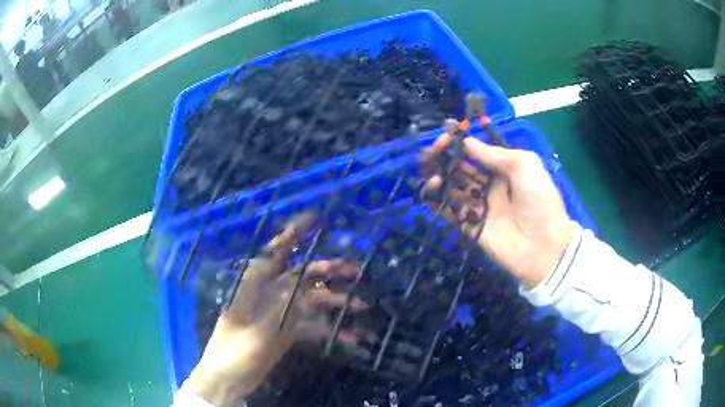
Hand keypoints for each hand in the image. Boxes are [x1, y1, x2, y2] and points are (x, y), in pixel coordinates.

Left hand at [183, 214, 366, 405]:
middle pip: (301, 276)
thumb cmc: (233, 353)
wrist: (227, 380)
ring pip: (311, 301)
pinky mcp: (286, 333)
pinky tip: (350, 338)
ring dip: (335, 303)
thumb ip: (279, 309)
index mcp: (254, 287)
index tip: (313, 218)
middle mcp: (269, 295)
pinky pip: (312, 326)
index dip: (292, 234)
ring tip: (361, 306)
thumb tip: (304, 285)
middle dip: (327, 270)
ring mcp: (279, 315)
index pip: (275, 253)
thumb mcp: (256, 332)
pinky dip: (329, 330)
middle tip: (355, 270)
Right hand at [422, 133, 574, 287]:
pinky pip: (450, 211)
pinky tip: (431, 190)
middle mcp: (489, 186)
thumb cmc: (539, 200)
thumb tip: (465, 142)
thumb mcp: (525, 165)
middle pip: (461, 168)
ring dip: (439, 177)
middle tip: (431, 152)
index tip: (445, 134)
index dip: (460, 143)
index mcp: (503, 170)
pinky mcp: (470, 227)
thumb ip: (495, 154)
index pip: (476, 153)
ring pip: (452, 188)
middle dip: (444, 158)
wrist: (544, 246)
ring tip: (433, 173)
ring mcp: (479, 207)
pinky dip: (437, 200)